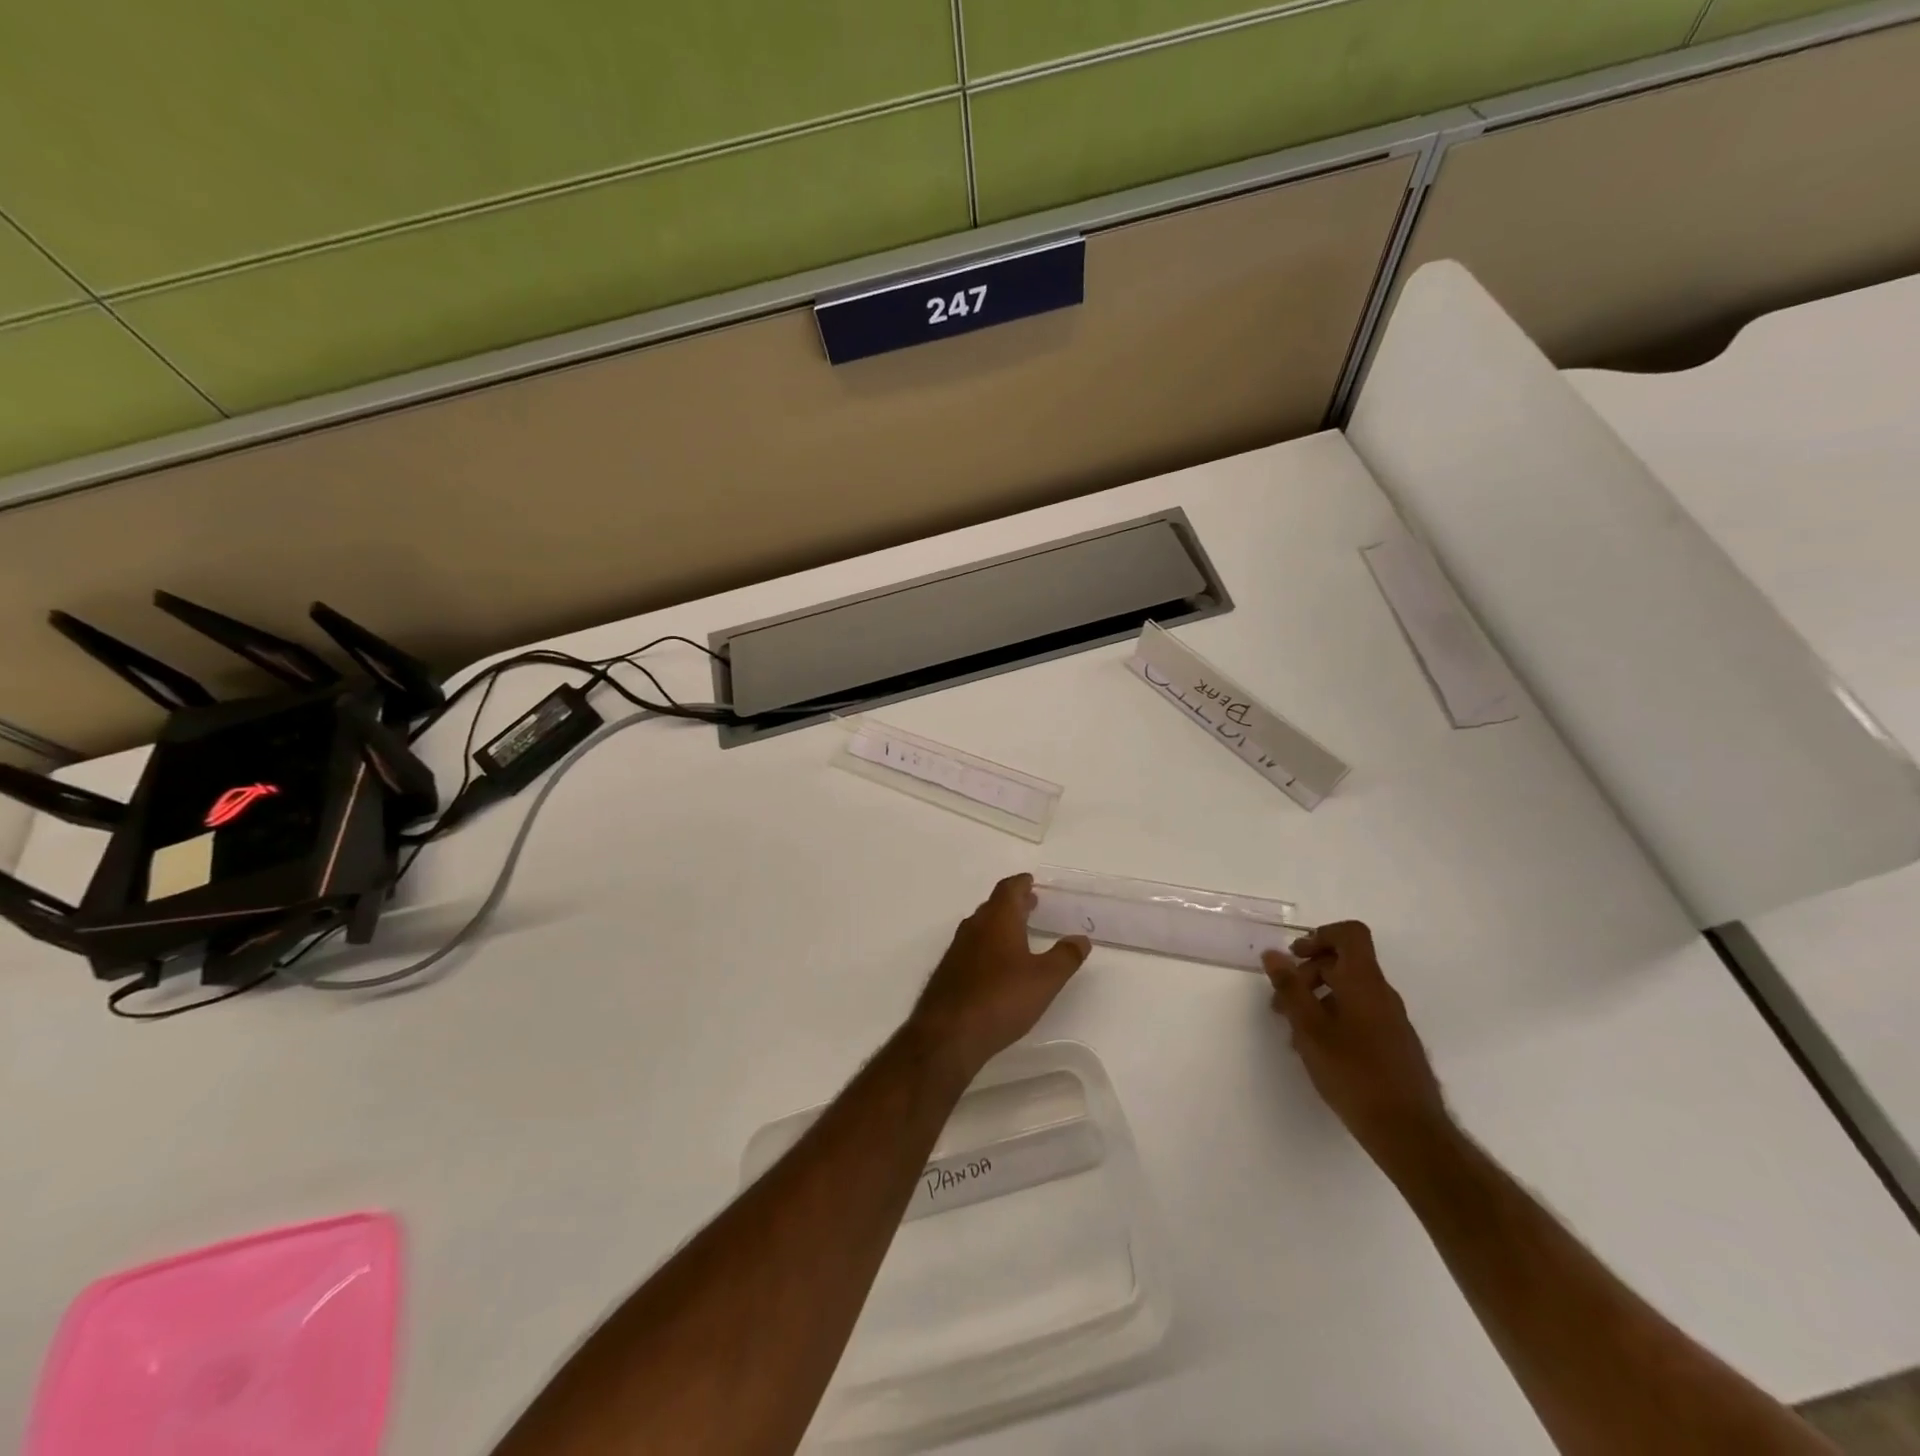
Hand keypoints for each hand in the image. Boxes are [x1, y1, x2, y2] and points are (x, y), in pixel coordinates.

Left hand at [908, 874, 1090, 1079]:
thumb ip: (1066, 957)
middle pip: (994, 905)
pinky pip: (972, 947)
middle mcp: (974, 927)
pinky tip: (997, 965)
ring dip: (1000, 923)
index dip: (1021, 883)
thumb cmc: (1002, 998)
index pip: (1008, 889)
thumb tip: (1081, 939)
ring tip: (1019, 932)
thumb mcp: (1045, 979)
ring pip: (981, 926)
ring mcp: (957, 949)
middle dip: (1013, 903)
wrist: (949, 1033)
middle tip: (1031, 904)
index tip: (1032, 882)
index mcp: (998, 920)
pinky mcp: (949, 971)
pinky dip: (988, 944)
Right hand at [1263, 922, 1449, 1160]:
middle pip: (1344, 963)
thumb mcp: (1310, 1028)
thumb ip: (1290, 988)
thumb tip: (1274, 953)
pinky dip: (1334, 1019)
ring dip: (1317, 1000)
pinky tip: (1317, 1051)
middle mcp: (1382, 994)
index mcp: (1364, 982)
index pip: (1350, 934)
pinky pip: (1360, 1015)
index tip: (1295, 956)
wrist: (1410, 1132)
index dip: (1321, 935)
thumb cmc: (1354, 1073)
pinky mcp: (1395, 1045)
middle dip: (1307, 974)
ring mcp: (1392, 1021)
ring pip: (1349, 992)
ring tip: (1294, 1032)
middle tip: (1280, 1002)